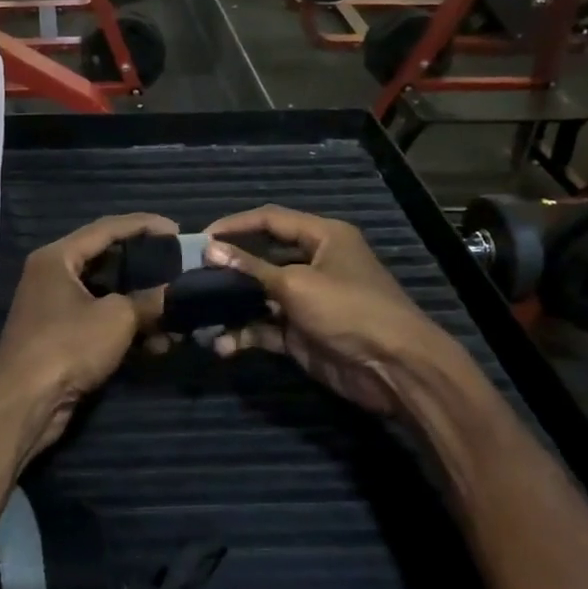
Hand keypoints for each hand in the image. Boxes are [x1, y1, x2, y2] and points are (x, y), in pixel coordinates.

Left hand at [0, 214, 176, 466]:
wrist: (23, 403)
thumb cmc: (67, 346)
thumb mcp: (116, 318)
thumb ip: (149, 300)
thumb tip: (174, 294)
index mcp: (58, 257)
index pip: (107, 228)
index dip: (144, 225)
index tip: (176, 229)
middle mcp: (52, 276)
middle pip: (106, 260)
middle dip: (144, 267)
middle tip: (177, 266)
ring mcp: (54, 307)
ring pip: (106, 295)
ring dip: (140, 305)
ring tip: (175, 312)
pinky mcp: (60, 337)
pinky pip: (99, 321)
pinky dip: (126, 328)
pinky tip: (156, 343)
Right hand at [200, 205, 469, 419]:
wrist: (394, 368)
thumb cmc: (349, 309)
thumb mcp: (297, 284)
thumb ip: (251, 268)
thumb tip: (209, 250)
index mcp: (323, 237)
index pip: (271, 220)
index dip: (235, 225)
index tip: (201, 238)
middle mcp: (314, 263)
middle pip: (262, 257)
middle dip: (229, 268)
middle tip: (193, 274)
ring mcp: (307, 300)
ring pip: (259, 295)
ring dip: (232, 305)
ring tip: (200, 313)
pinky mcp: (301, 333)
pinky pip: (265, 327)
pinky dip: (245, 334)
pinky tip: (223, 344)